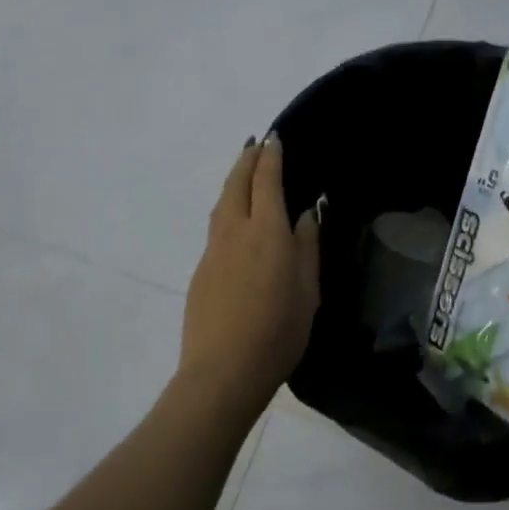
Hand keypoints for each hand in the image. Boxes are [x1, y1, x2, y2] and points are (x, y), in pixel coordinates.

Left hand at [180, 134, 321, 413]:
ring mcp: (213, 249)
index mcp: (266, 231)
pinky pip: (216, 224)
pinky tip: (235, 217)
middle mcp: (235, 230)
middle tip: (255, 144)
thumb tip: (305, 212)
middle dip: (246, 159)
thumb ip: (306, 246)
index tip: (273, 137)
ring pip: (222, 202)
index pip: (266, 180)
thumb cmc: (278, 332)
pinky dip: (227, 207)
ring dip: (233, 180)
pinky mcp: (201, 270)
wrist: (222, 372)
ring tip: (243, 172)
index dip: (270, 156)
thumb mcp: (308, 290)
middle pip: (237, 183)